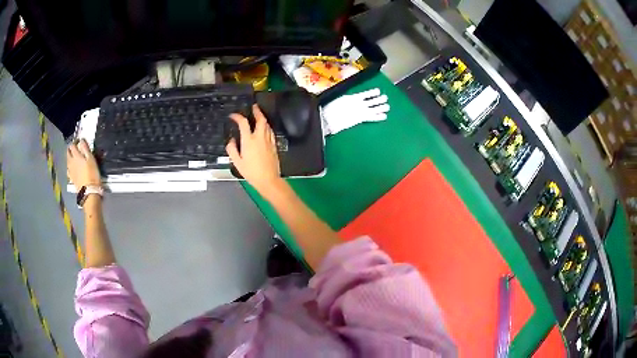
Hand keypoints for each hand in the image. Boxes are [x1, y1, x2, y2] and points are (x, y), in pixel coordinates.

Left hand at [67, 139, 101, 190]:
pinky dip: (70, 167)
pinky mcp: (71, 178)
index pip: (72, 145)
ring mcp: (70, 171)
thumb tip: (81, 140)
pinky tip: (73, 168)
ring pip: (67, 161)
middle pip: (68, 152)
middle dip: (70, 149)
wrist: (89, 192)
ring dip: (70, 157)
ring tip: (74, 158)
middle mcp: (71, 162)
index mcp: (76, 156)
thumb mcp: (91, 159)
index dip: (75, 142)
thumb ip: (85, 149)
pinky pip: (68, 170)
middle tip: (76, 149)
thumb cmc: (92, 174)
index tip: (79, 142)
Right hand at [226, 104, 281, 195]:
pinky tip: (265, 129)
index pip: (243, 123)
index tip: (233, 116)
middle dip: (257, 111)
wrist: (268, 180)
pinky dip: (267, 127)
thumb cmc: (251, 172)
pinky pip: (271, 132)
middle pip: (261, 119)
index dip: (237, 117)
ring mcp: (268, 141)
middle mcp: (260, 138)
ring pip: (267, 125)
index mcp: (249, 140)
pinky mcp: (274, 145)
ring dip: (263, 118)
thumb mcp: (237, 162)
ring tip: (259, 116)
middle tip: (254, 107)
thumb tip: (231, 141)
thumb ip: (232, 150)